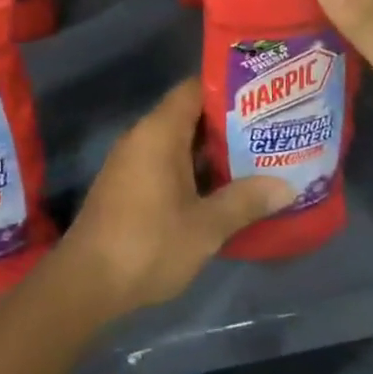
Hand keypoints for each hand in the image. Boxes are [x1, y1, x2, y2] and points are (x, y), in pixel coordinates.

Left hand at [61, 78, 292, 316]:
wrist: (85, 285)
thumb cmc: (148, 244)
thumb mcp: (206, 226)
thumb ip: (245, 201)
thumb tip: (287, 187)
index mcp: (160, 131)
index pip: (195, 89)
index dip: (227, 89)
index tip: (261, 96)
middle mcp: (143, 136)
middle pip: (189, 115)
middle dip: (227, 123)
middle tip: (267, 130)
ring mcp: (131, 161)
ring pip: (178, 142)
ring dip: (211, 151)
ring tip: (254, 157)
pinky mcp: (126, 185)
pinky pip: (165, 162)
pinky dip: (192, 169)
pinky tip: (220, 189)